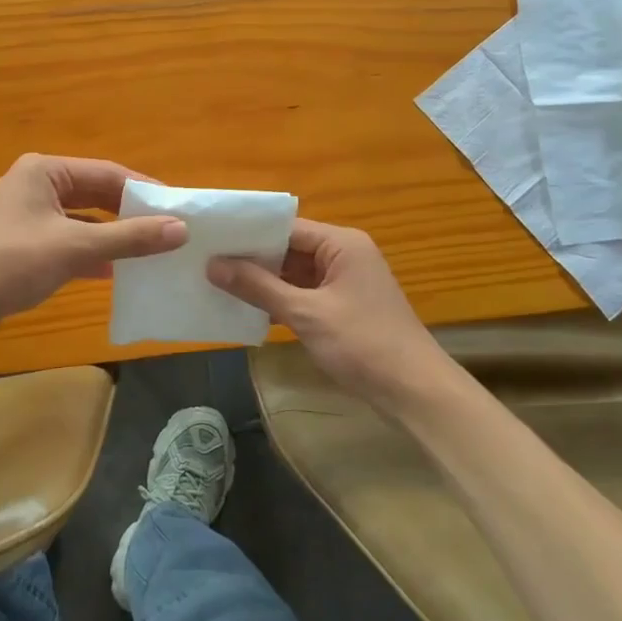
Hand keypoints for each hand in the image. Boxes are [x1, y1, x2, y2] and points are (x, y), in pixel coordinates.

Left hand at [0, 154, 186, 340]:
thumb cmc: (11, 262)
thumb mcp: (75, 247)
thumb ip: (129, 237)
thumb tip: (180, 229)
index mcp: (45, 171)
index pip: (108, 173)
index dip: (144, 191)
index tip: (178, 209)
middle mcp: (36, 185)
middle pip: (96, 194)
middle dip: (130, 214)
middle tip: (169, 230)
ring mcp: (28, 215)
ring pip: (83, 219)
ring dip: (113, 235)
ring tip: (151, 250)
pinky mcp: (24, 243)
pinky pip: (69, 240)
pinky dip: (92, 253)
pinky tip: (115, 271)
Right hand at [208, 220, 447, 408]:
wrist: (415, 392)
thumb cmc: (363, 343)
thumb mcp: (306, 314)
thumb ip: (258, 287)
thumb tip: (212, 265)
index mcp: (342, 244)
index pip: (287, 228)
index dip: (249, 234)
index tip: (212, 241)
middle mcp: (344, 255)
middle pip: (290, 249)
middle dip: (253, 258)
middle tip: (207, 262)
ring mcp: (345, 282)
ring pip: (295, 273)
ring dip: (264, 281)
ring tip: (218, 283)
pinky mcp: (343, 308)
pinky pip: (304, 294)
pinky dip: (280, 300)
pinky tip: (248, 309)